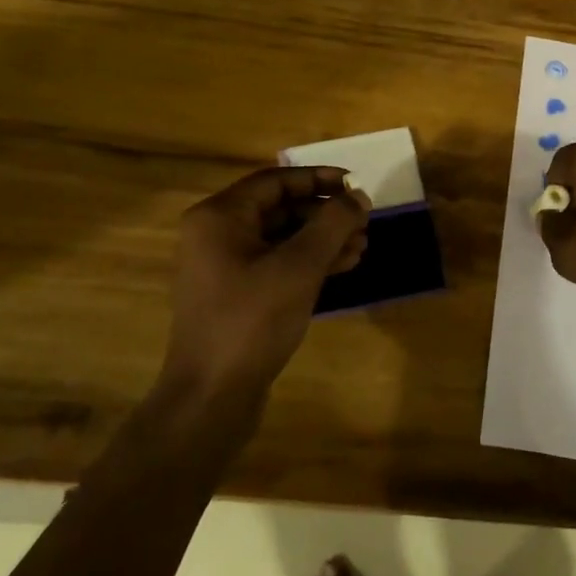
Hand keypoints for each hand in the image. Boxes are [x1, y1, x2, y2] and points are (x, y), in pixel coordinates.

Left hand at [162, 166, 370, 401]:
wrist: (212, 396)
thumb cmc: (252, 320)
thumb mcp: (299, 266)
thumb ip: (332, 224)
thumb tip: (358, 196)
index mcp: (219, 217)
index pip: (276, 181)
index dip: (319, 179)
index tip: (356, 184)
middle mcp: (216, 235)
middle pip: (279, 209)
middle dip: (325, 214)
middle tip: (364, 222)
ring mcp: (223, 267)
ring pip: (281, 238)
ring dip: (322, 239)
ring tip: (362, 246)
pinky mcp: (235, 295)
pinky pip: (276, 264)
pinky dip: (308, 262)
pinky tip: (343, 267)